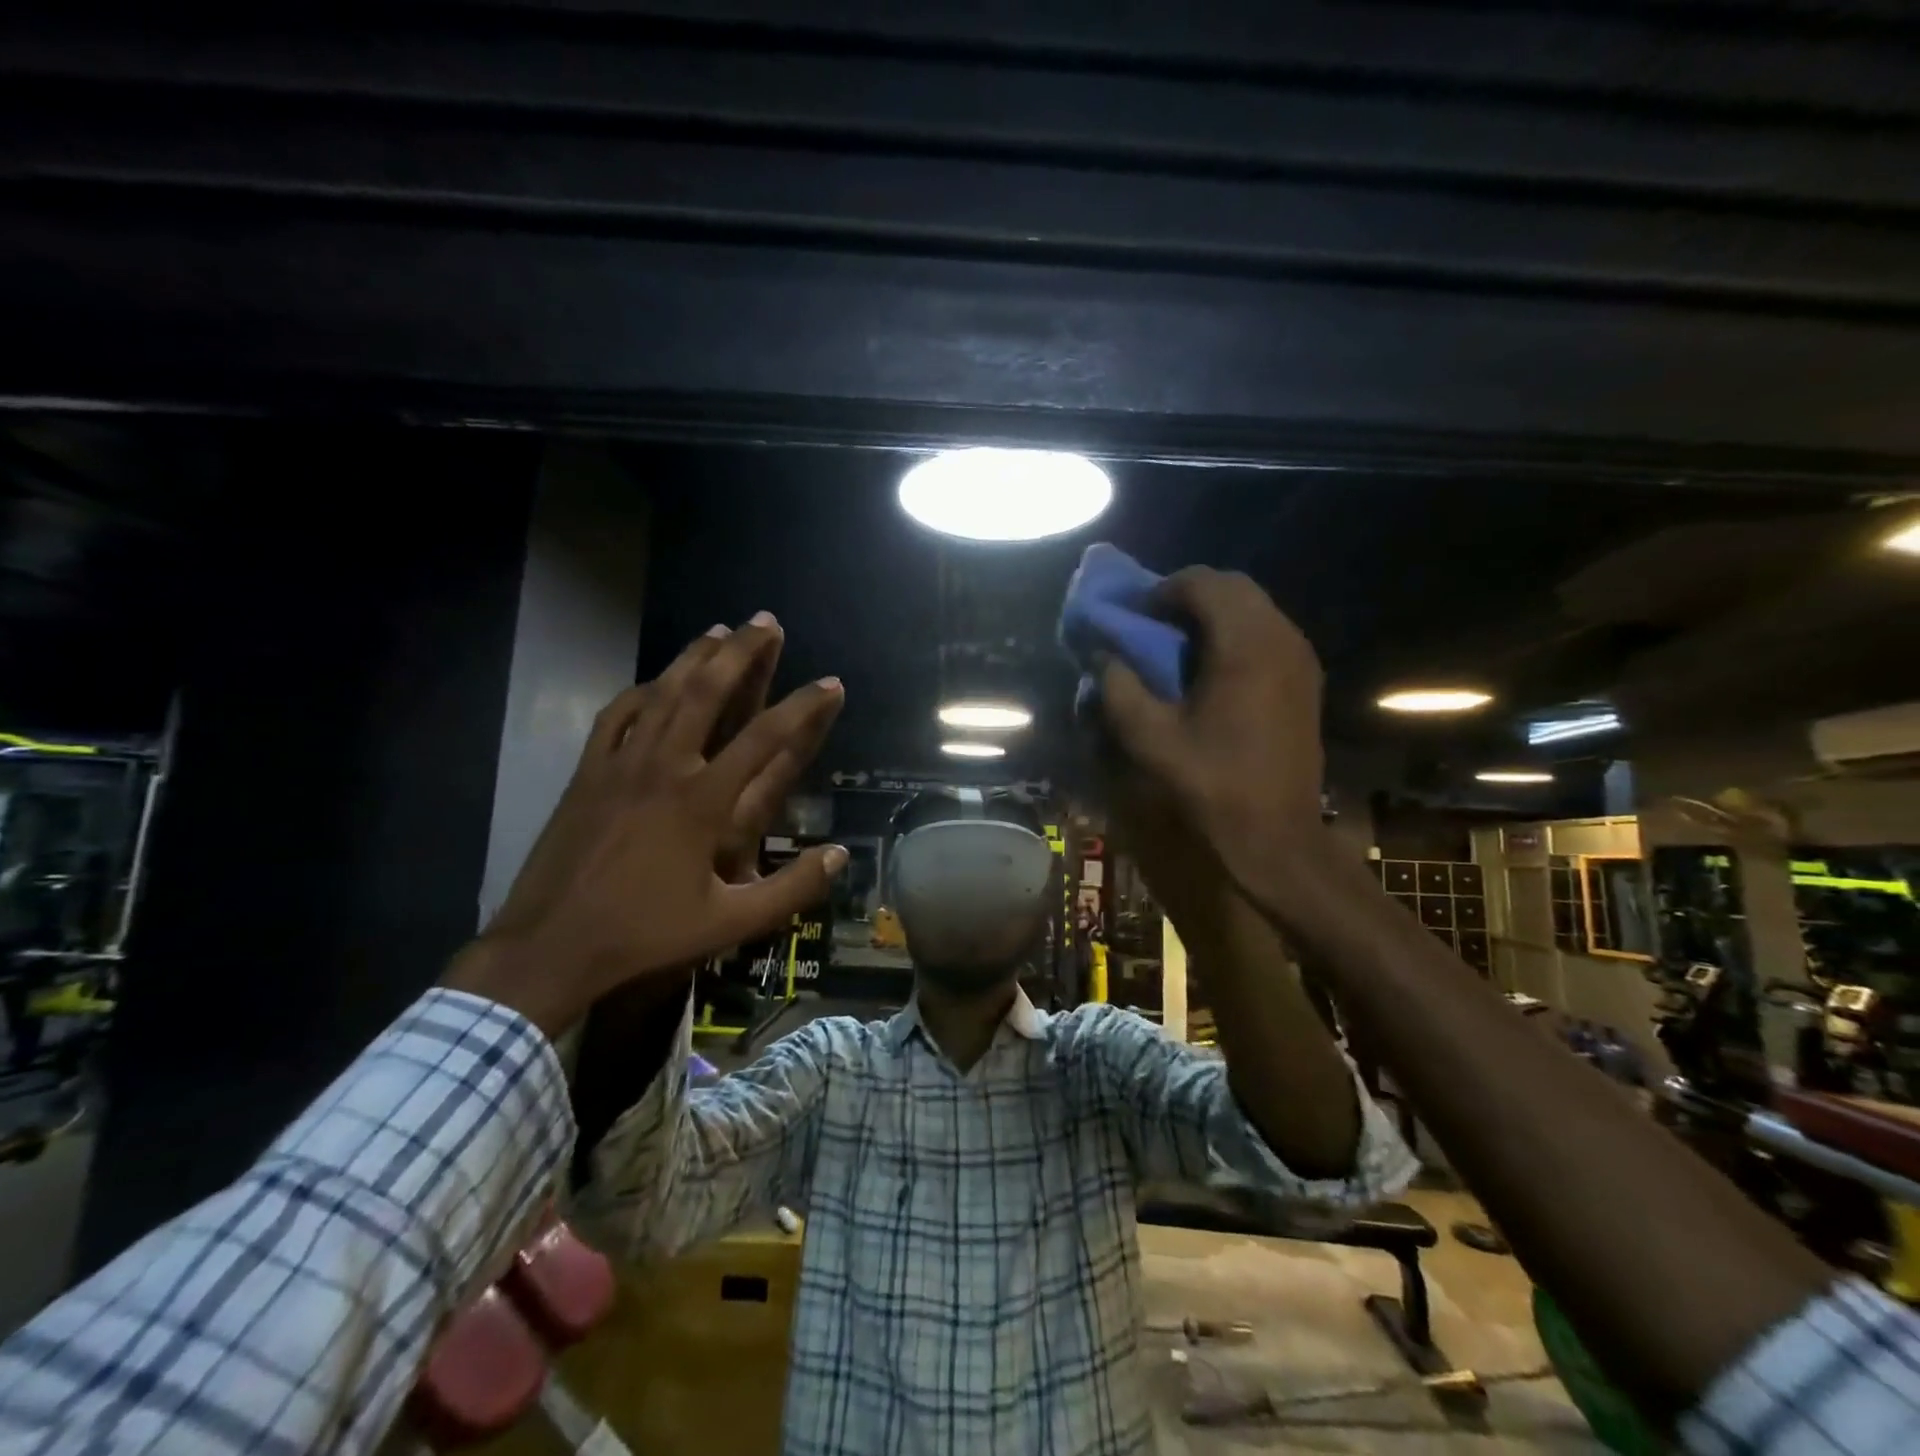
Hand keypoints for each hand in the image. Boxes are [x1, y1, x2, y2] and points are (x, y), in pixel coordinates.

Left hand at [445, 619, 846, 1036]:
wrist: (551, 947)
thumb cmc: (645, 934)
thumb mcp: (729, 924)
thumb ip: (791, 891)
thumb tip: (839, 856)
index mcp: (702, 801)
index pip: (765, 738)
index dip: (804, 706)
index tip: (829, 682)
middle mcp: (664, 768)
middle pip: (707, 692)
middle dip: (741, 652)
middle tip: (766, 621)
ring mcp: (620, 765)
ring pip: (661, 694)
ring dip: (693, 658)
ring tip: (718, 630)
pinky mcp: (588, 774)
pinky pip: (617, 716)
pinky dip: (641, 691)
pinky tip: (654, 682)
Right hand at [1094, 568, 1325, 917]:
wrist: (1276, 837)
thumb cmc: (1211, 786)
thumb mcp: (1149, 740)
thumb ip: (1119, 689)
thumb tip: (1103, 655)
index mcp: (1245, 646)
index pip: (1202, 583)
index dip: (1161, 590)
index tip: (1132, 614)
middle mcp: (1281, 639)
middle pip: (1233, 587)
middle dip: (1187, 595)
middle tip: (1151, 623)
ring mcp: (1301, 658)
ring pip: (1254, 608)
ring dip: (1212, 613)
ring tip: (1176, 644)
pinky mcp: (1306, 680)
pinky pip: (1268, 633)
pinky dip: (1234, 634)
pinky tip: (1209, 669)